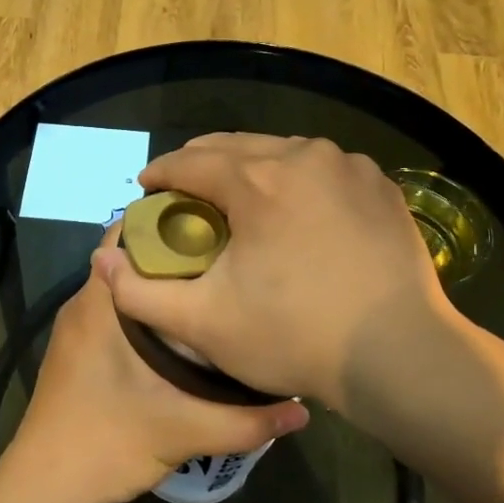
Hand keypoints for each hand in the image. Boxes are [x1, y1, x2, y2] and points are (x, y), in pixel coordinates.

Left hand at [5, 249, 309, 502]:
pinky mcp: (78, 352)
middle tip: (228, 259)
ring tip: (215, 289)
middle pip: (130, 258)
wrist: (43, 488)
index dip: (169, 221)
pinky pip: (116, 312)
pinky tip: (185, 333)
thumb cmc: (105, 443)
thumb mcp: (182, 431)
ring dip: (163, 285)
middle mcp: (83, 305)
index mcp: (99, 304)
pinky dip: (148, 311)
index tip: (216, 225)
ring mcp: (77, 329)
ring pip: (124, 287)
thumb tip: (301, 409)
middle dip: (176, 253)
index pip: (127, 234)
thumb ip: (245, 421)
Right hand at [92, 134, 453, 412]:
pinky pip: (322, 168)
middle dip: (200, 164)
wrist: (400, 356)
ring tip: (237, 197)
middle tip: (184, 192)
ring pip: (280, 151)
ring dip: (250, 167)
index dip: (160, 173)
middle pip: (234, 146)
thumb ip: (141, 293)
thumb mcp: (203, 324)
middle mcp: (301, 156)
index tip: (146, 189)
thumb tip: (103, 262)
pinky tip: (295, 207)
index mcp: (256, 180)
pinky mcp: (380, 185)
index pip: (189, 161)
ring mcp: (347, 166)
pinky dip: (296, 178)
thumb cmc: (295, 336)